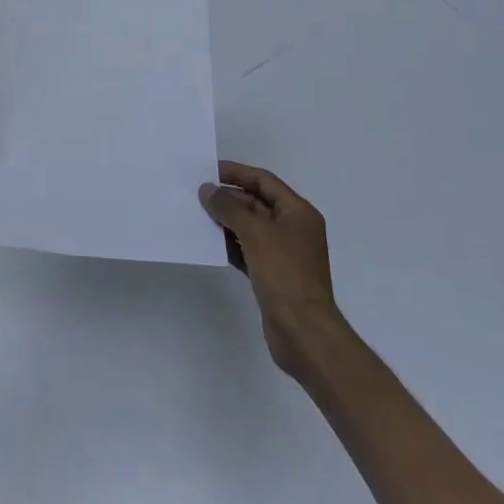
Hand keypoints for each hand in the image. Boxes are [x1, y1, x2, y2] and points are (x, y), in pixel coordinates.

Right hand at [200, 161, 343, 381]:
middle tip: (199, 194)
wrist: (304, 333)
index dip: (237, 173)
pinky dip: (231, 245)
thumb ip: (229, 208)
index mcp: (298, 213)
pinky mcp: (273, 276)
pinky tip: (210, 243)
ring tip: (199, 215)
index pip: (264, 181)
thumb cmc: (285, 274)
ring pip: (251, 228)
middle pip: (257, 203)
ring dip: (227, 221)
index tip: (210, 170)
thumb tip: (207, 190)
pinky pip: (248, 250)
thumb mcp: (255, 233)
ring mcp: (284, 254)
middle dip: (230, 198)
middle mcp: (294, 229)